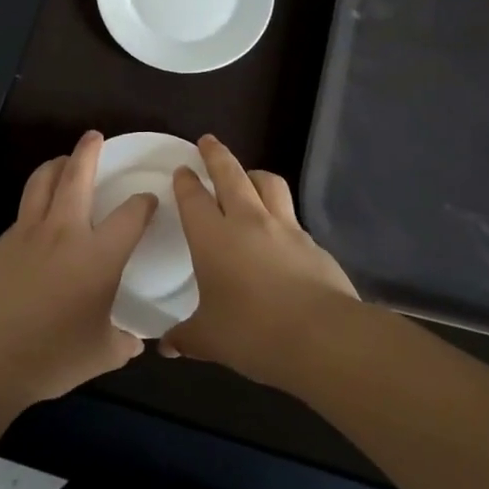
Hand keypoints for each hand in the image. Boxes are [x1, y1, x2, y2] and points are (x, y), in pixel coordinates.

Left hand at [0, 131, 156, 406]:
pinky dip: (36, 200)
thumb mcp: (100, 355)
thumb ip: (122, 343)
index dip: (144, 202)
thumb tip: (134, 342)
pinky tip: (39, 218)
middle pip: (77, 176)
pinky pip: (24, 210)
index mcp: (98, 255)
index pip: (130, 215)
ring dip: (56, 165)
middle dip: (88, 151)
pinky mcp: (1, 242)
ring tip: (64, 161)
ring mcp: (28, 233)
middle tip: (95, 137)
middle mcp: (65, 233)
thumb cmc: (50, 356)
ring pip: (43, 182)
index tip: (148, 200)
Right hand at [164, 135, 358, 384]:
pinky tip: (279, 231)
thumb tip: (166, 346)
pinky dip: (280, 213)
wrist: (322, 336)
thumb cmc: (252, 333)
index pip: (193, 198)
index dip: (186, 181)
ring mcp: (285, 228)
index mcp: (213, 237)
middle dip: (217, 155)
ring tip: (248, 176)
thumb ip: (186, 337)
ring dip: (254, 174)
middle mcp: (248, 221)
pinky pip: (292, 216)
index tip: (182, 169)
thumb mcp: (210, 340)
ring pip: (268, 184)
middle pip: (230, 175)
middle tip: (208, 141)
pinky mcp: (313, 243)